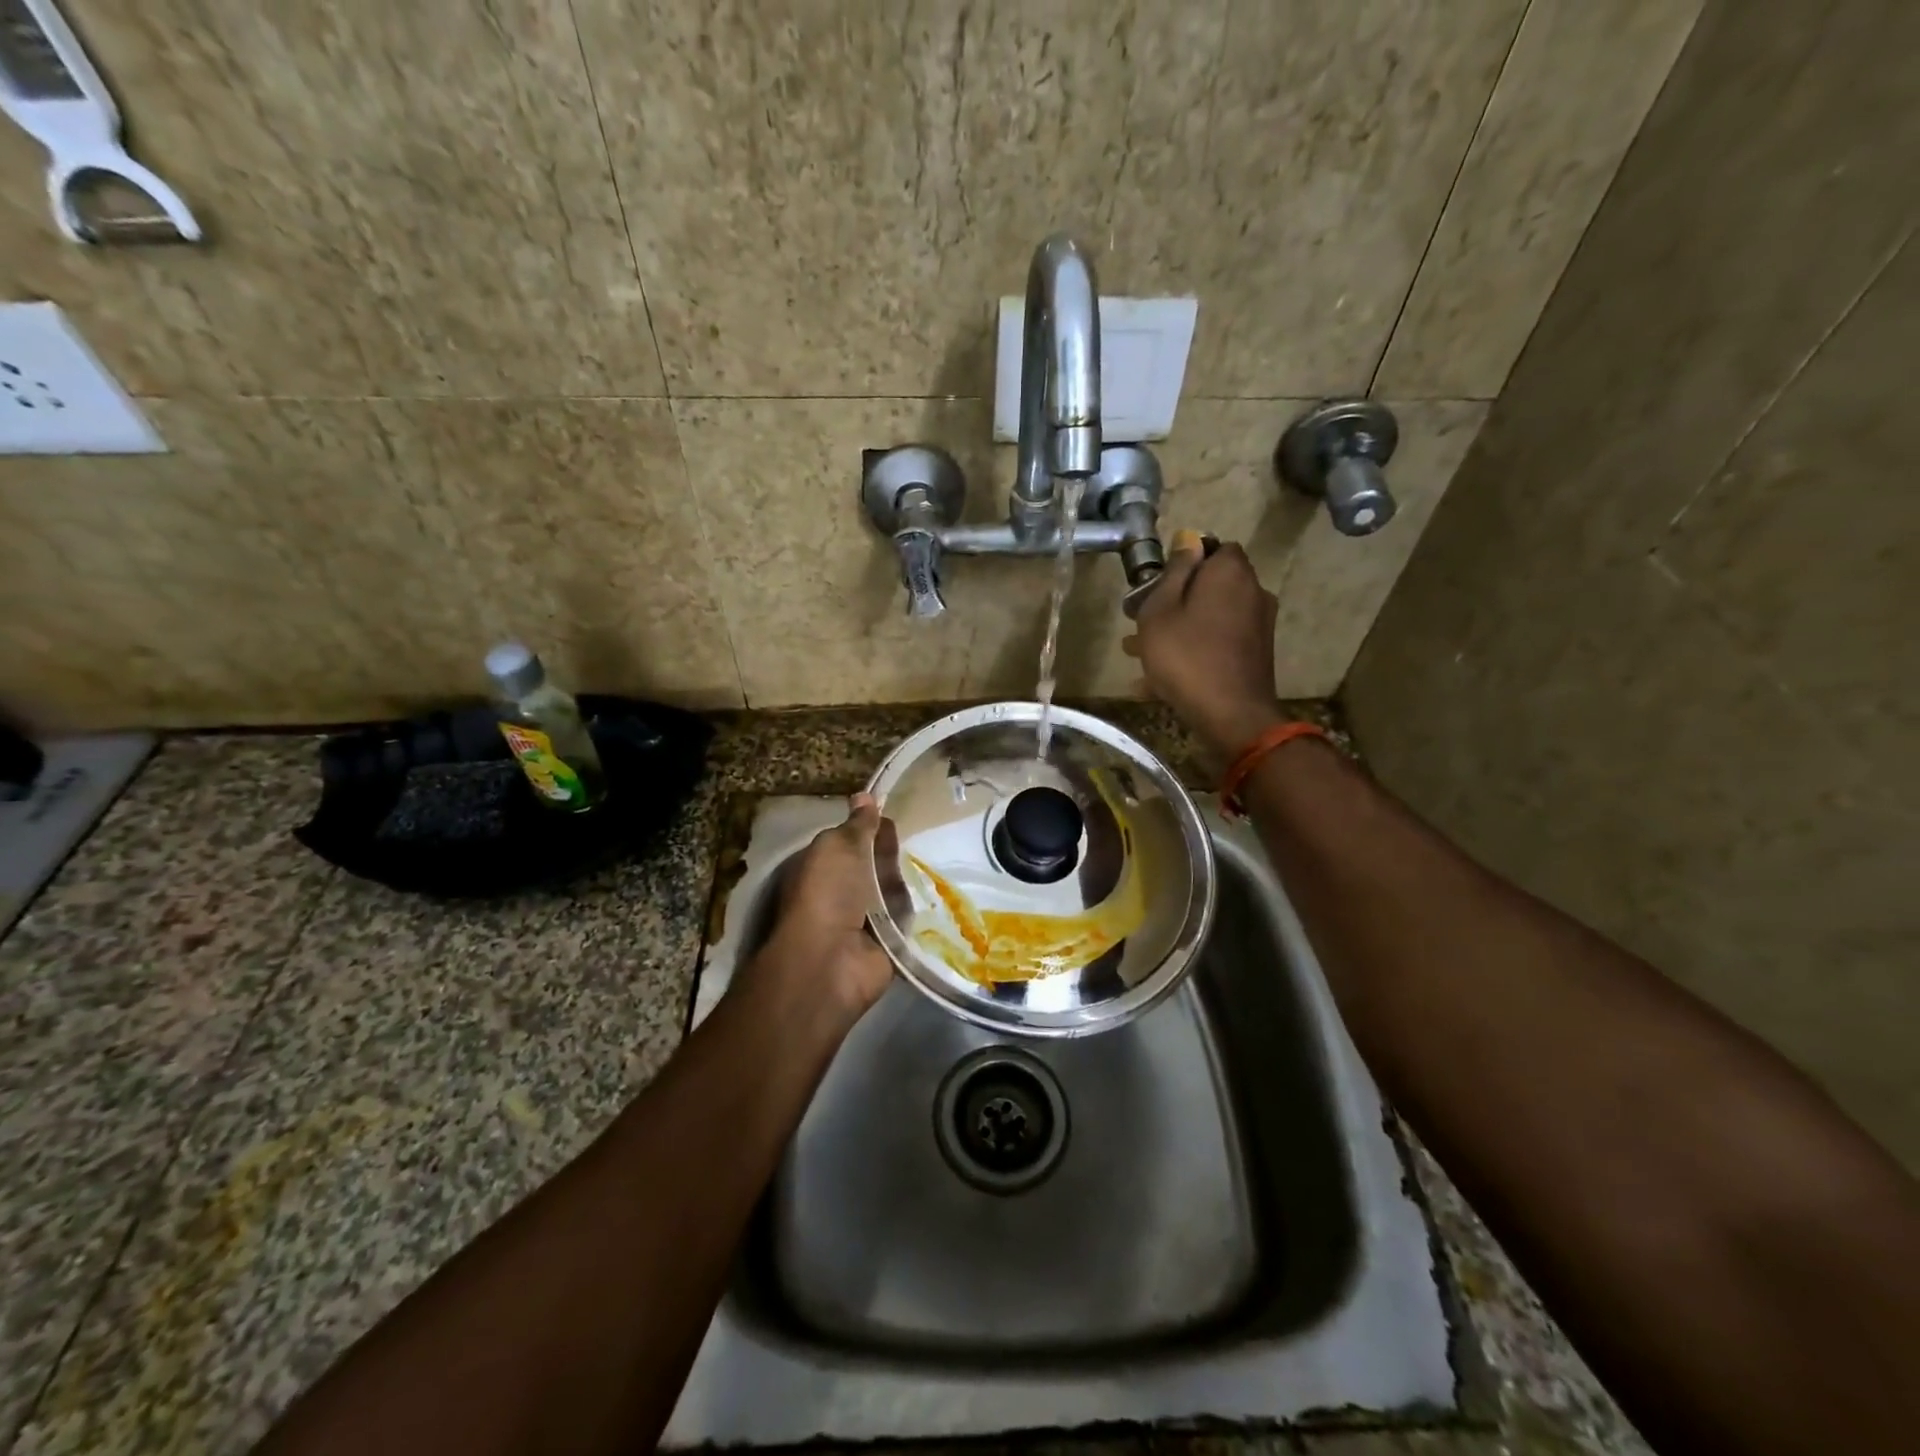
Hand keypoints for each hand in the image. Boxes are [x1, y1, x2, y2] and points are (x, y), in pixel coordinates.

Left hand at [754, 793, 893, 1019]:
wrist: (832, 958)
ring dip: (900, 882)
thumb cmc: (828, 893)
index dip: (870, 828)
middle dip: (889, 854)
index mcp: (823, 867)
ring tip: (915, 871)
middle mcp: (842, 892)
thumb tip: (864, 795)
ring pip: (893, 889)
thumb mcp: (839, 846)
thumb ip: (857, 824)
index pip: (852, 841)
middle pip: (875, 864)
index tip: (890, 815)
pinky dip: (912, 910)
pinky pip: (905, 918)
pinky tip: (926, 896)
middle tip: (908, 841)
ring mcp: (864, 919)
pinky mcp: (887, 942)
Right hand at [1126, 536, 1284, 768]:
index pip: (1211, 548)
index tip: (1155, 584)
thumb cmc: (1186, 656)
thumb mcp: (1161, 610)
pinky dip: (1192, 651)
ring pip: (1209, 617)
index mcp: (1230, 573)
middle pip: (1209, 585)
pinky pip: (1216, 642)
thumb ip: (1174, 572)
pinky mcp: (1255, 654)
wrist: (1231, 715)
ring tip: (1138, 654)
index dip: (1182, 562)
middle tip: (1139, 623)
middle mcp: (1252, 591)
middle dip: (1174, 600)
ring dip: (1178, 629)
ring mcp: (1258, 625)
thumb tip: (1189, 540)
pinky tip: (1158, 681)